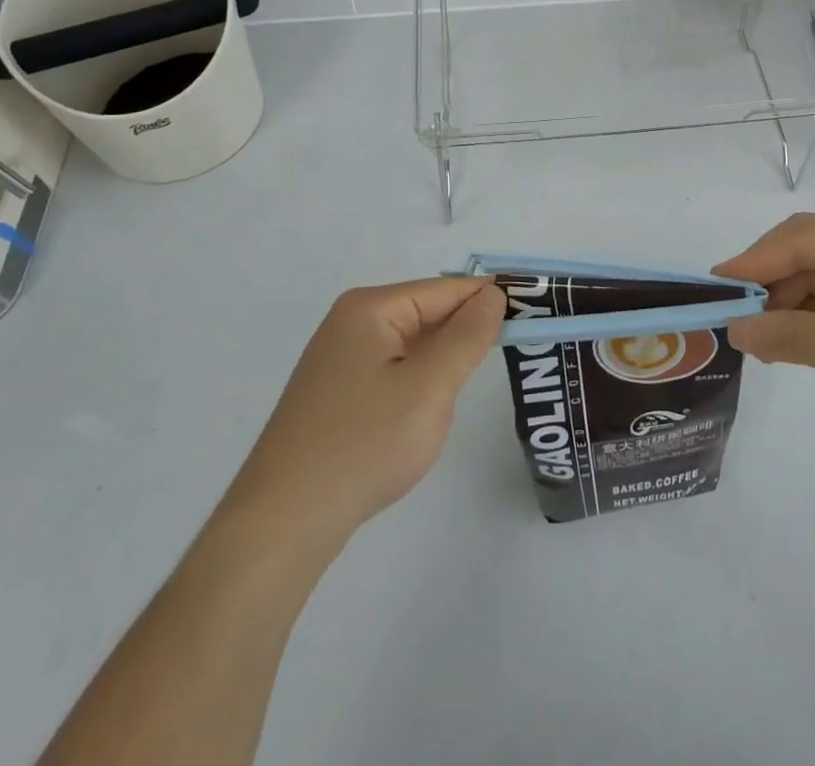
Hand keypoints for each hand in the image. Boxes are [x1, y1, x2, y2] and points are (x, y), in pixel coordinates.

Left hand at [226, 278, 504, 545]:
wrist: (281, 525)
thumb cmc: (362, 445)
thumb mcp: (429, 387)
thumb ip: (467, 336)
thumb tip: (494, 294)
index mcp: (371, 308)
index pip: (447, 289)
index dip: (491, 301)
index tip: (534, 318)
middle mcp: (352, 322)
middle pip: (428, 314)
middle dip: (465, 335)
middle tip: (512, 358)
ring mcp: (339, 359)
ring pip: (412, 346)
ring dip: (441, 364)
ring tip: (465, 391)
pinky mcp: (335, 393)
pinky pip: (392, 371)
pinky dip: (417, 384)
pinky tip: (424, 414)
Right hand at [715, 211, 814, 452]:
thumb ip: (791, 337)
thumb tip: (734, 331)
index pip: (802, 238)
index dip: (755, 260)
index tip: (715, 285)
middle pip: (807, 254)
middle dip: (770, 285)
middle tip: (733, 319)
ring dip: (787, 306)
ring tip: (757, 340)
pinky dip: (809, 320)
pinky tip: (786, 342)